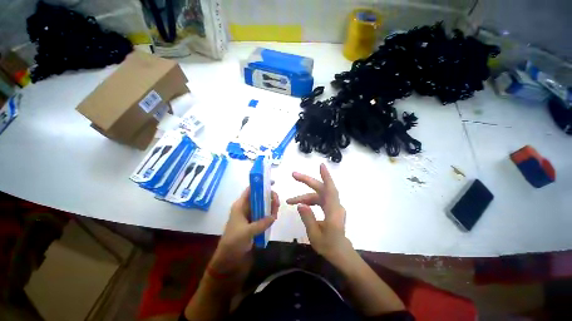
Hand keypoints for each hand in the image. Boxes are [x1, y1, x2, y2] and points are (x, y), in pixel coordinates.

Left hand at [210, 187, 279, 274]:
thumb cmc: (233, 243)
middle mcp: (246, 208)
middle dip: (269, 197)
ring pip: (263, 206)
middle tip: (277, 203)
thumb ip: (261, 223)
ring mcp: (251, 216)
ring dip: (271, 207)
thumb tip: (273, 216)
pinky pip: (264, 215)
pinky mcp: (255, 223)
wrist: (228, 261)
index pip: (250, 190)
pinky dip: (270, 215)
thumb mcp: (246, 232)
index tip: (272, 182)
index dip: (260, 184)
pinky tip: (274, 219)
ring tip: (276, 214)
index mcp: (240, 206)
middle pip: (260, 197)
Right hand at [287, 164, 353, 266]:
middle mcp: (334, 206)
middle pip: (321, 188)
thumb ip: (308, 219)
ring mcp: (332, 206)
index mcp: (333, 212)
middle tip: (293, 175)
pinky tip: (300, 204)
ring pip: (317, 195)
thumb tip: (300, 204)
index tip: (321, 166)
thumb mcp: (315, 236)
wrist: (341, 253)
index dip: (326, 177)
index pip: (331, 190)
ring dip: (304, 196)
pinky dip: (309, 200)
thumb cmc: (329, 247)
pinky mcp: (330, 208)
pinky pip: (318, 200)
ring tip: (289, 200)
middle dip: (307, 181)